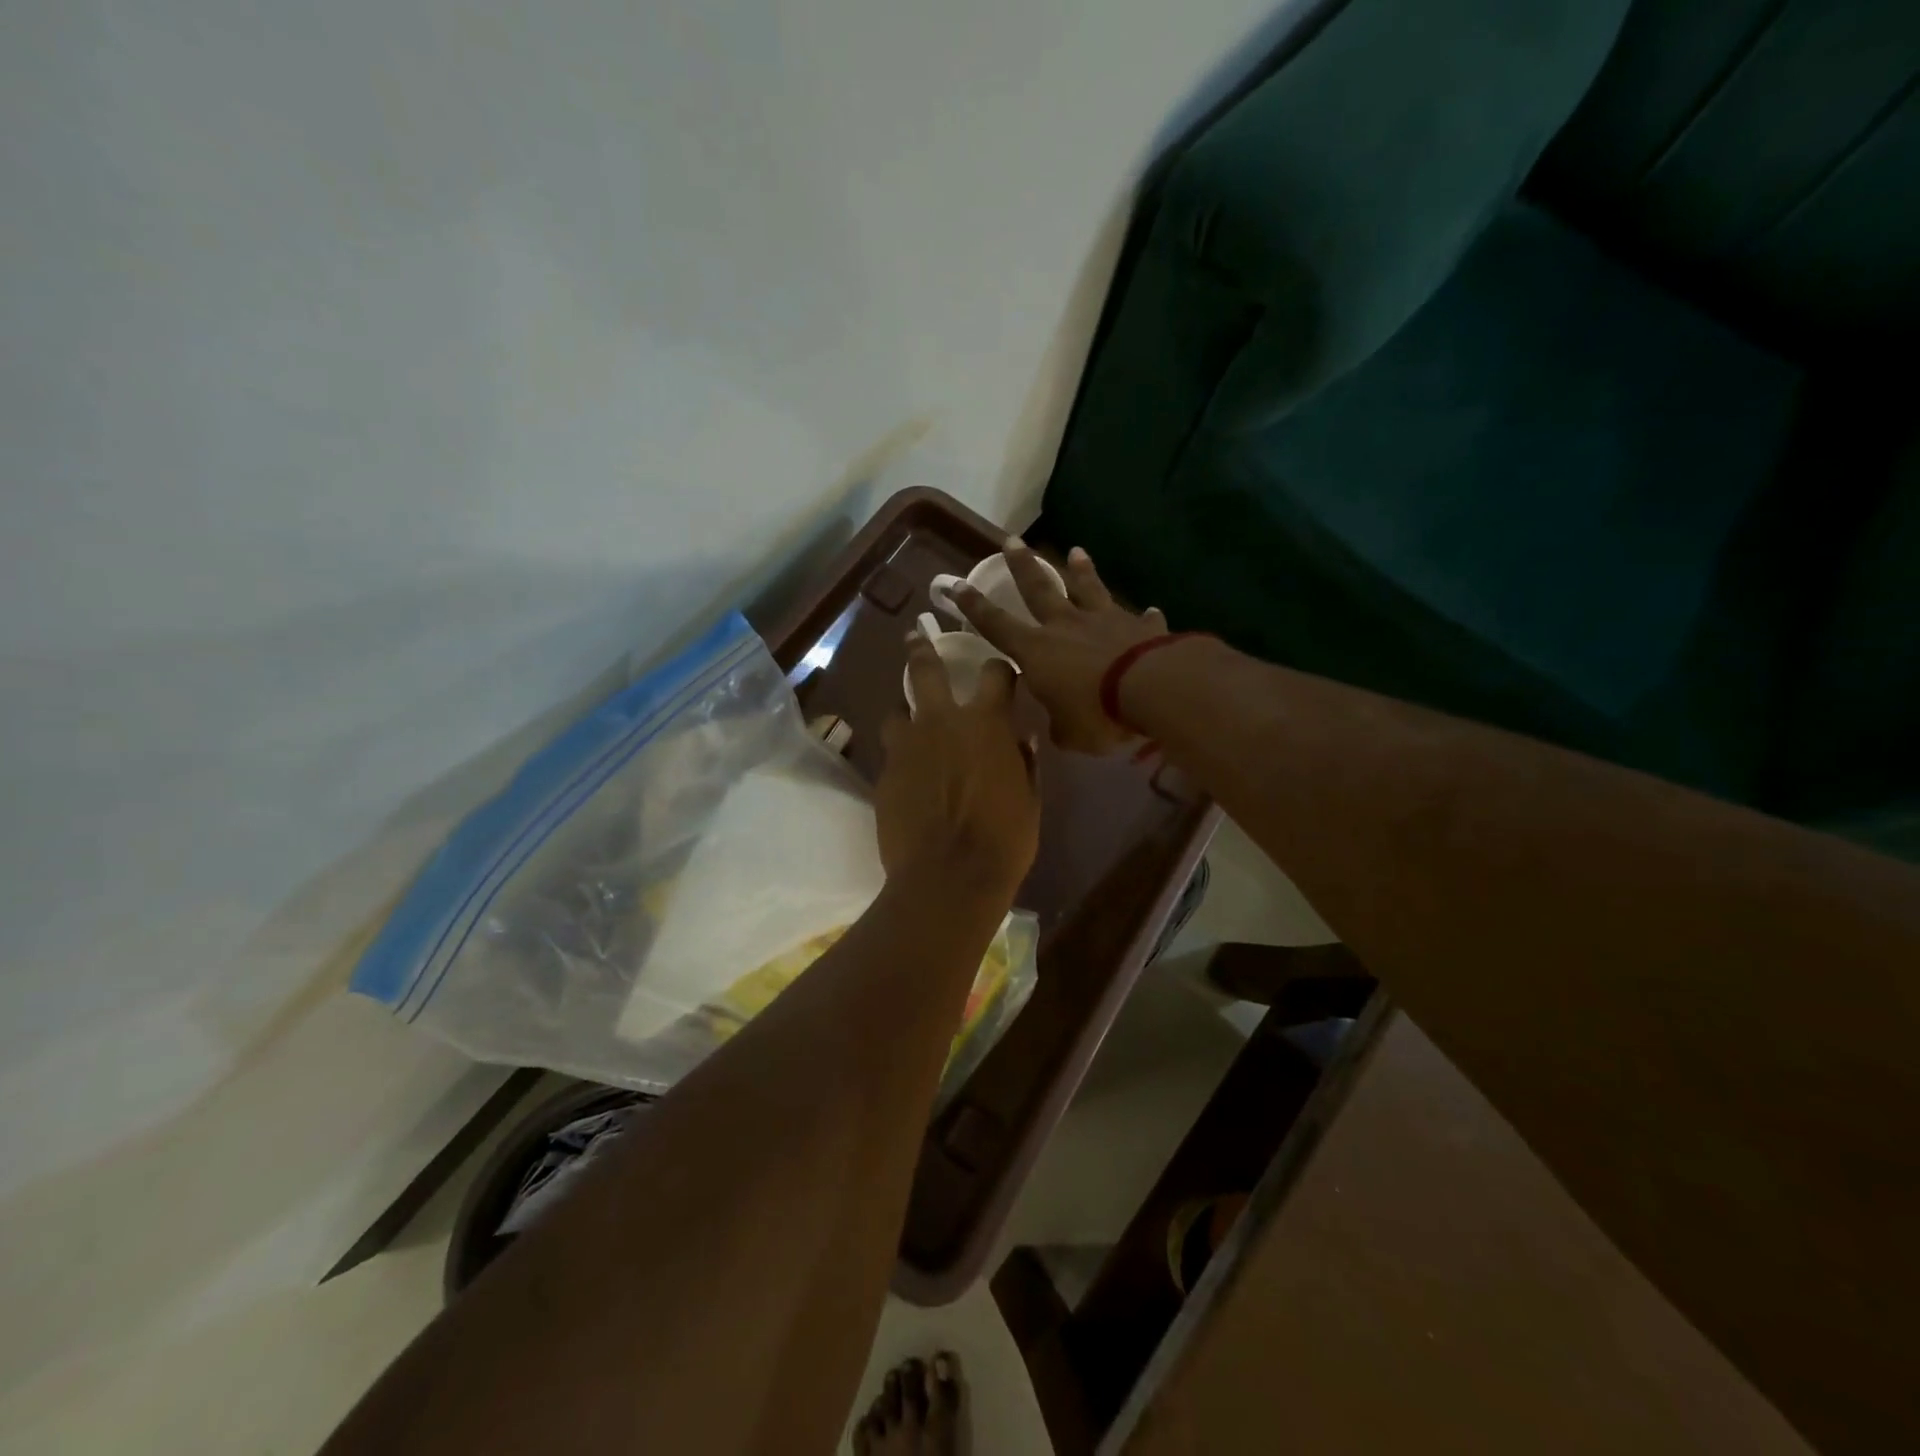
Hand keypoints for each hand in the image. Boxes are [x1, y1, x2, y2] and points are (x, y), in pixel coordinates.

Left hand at [875, 631, 1039, 900]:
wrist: (947, 876)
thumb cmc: (1004, 840)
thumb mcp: (1029, 800)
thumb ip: (1025, 763)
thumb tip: (1023, 740)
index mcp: (986, 723)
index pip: (995, 674)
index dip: (999, 669)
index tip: (999, 671)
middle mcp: (942, 721)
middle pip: (924, 669)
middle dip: (920, 648)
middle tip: (914, 636)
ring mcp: (906, 746)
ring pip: (897, 711)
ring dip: (905, 712)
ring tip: (907, 722)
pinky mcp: (884, 773)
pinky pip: (891, 752)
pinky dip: (900, 754)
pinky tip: (906, 771)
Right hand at [951, 542, 1166, 754]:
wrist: (1152, 690)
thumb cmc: (1097, 713)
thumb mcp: (1069, 733)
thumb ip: (1059, 726)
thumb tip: (1059, 726)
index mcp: (1037, 651)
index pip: (996, 625)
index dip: (974, 606)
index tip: (957, 584)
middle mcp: (1066, 626)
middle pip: (1039, 589)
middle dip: (1023, 565)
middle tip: (1012, 541)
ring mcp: (1105, 621)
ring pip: (1089, 589)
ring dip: (1082, 571)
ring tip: (1077, 551)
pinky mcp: (1141, 627)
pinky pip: (1140, 619)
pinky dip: (1143, 617)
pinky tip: (1150, 610)